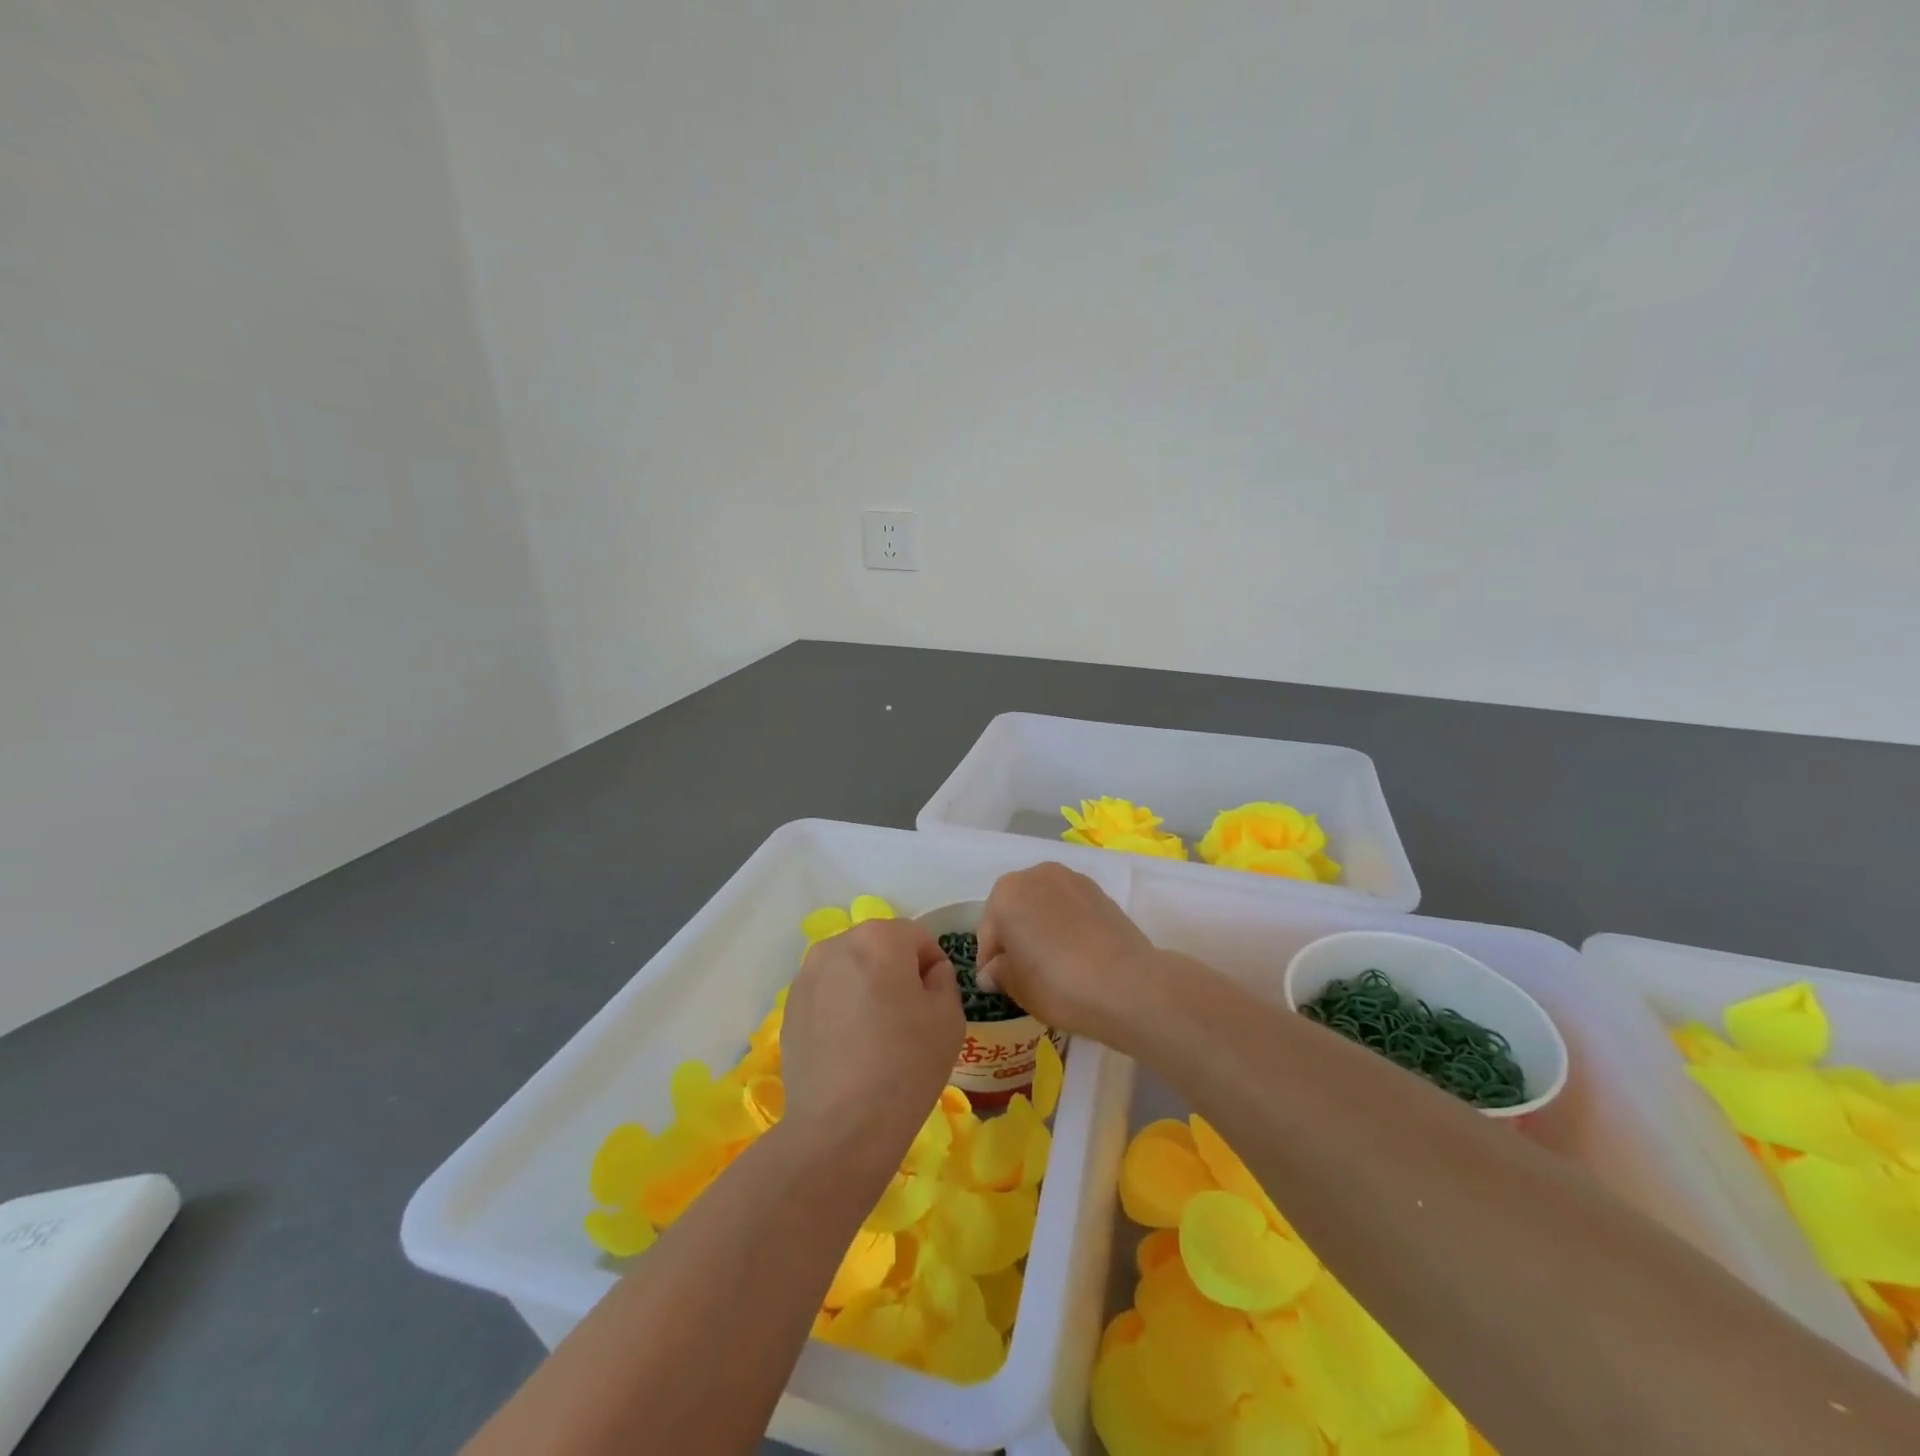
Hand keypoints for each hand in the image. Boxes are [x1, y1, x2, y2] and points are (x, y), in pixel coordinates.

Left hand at [781, 919, 963, 1170]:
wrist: (842, 1126)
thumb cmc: (906, 1064)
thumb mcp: (949, 1017)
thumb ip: (943, 981)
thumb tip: (927, 974)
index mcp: (879, 938)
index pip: (917, 937)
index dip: (932, 967)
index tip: (935, 1003)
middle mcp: (837, 945)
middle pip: (878, 948)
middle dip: (895, 973)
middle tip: (908, 1019)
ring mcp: (806, 977)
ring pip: (849, 971)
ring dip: (865, 989)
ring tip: (875, 1036)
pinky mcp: (789, 1009)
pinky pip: (826, 996)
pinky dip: (840, 1010)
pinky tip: (849, 1050)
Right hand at [975, 863, 1159, 1041]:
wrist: (1125, 983)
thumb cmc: (1056, 983)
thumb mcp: (1016, 986)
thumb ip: (998, 972)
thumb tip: (993, 970)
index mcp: (1005, 893)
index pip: (988, 931)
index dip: (990, 961)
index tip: (997, 984)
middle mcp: (1036, 875)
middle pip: (1016, 909)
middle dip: (1015, 936)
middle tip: (1023, 972)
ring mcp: (1072, 879)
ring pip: (1045, 905)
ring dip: (1042, 927)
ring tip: (1052, 963)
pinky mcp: (1100, 892)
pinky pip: (1071, 909)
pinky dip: (1067, 926)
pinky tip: (1076, 954)